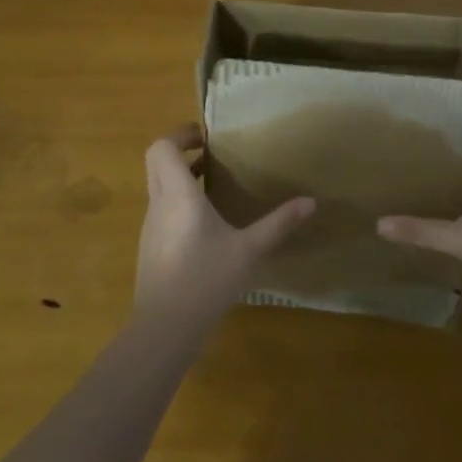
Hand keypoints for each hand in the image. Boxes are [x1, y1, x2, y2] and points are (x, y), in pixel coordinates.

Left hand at [136, 124, 313, 323]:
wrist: (165, 327)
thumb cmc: (206, 279)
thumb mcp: (249, 250)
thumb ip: (279, 224)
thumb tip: (311, 202)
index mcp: (178, 194)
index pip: (163, 147)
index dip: (180, 135)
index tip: (206, 136)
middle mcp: (159, 203)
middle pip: (157, 162)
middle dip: (181, 152)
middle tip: (212, 154)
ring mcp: (151, 226)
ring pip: (158, 186)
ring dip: (180, 177)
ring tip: (215, 183)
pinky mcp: (151, 247)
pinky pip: (161, 209)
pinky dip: (179, 201)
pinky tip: (206, 223)